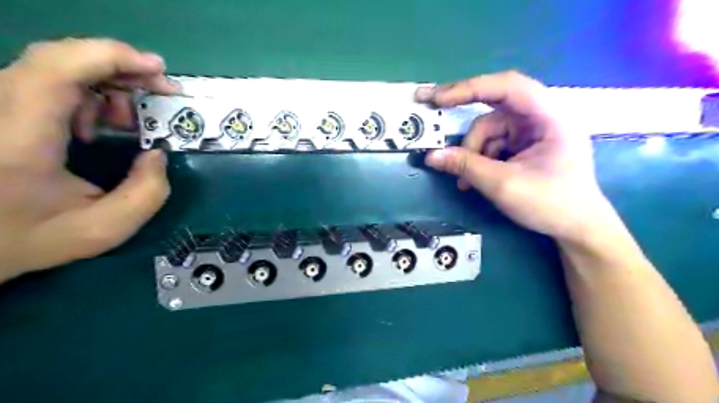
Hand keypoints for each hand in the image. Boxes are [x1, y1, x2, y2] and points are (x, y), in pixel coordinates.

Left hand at [0, 40, 175, 281]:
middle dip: (122, 69)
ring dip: (107, 85)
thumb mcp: (103, 229)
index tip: (157, 68)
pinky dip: (87, 94)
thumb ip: (147, 194)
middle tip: (161, 92)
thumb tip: (159, 154)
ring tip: (131, 120)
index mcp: (19, 139)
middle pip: (61, 59)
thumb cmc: (26, 238)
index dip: (111, 56)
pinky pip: (47, 81)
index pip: (57, 70)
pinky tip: (99, 125)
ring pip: (56, 67)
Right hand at [419, 70, 614, 241]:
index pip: (508, 86)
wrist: (577, 227)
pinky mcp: (525, 144)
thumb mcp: (503, 185)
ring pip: (489, 129)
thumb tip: (431, 156)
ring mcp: (533, 130)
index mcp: (550, 116)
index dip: (470, 88)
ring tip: (465, 181)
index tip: (438, 99)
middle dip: (464, 114)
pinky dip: (479, 159)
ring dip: (472, 152)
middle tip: (433, 109)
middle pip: (495, 105)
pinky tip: (474, 181)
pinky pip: (493, 143)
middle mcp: (542, 116)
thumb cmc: (550, 204)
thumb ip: (466, 166)